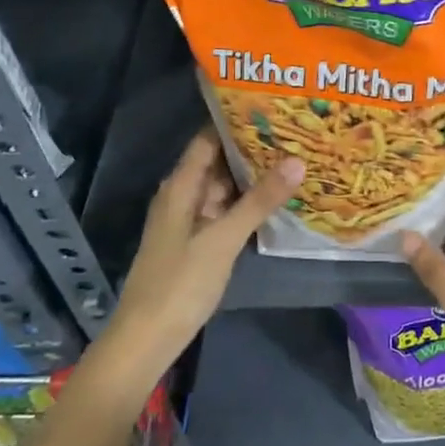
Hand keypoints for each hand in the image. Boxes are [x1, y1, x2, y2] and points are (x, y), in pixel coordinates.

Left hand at [93, 130, 301, 400]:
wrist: (147, 339)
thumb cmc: (180, 282)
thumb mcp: (223, 238)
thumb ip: (260, 200)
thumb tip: (297, 160)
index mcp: (181, 186)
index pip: (208, 138)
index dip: (236, 120)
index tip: (272, 106)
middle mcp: (183, 196)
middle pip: (219, 161)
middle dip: (253, 148)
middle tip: (295, 132)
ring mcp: (190, 220)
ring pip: (224, 188)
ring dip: (253, 177)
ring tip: (294, 159)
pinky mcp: (198, 242)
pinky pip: (225, 211)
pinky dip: (248, 203)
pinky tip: (276, 200)